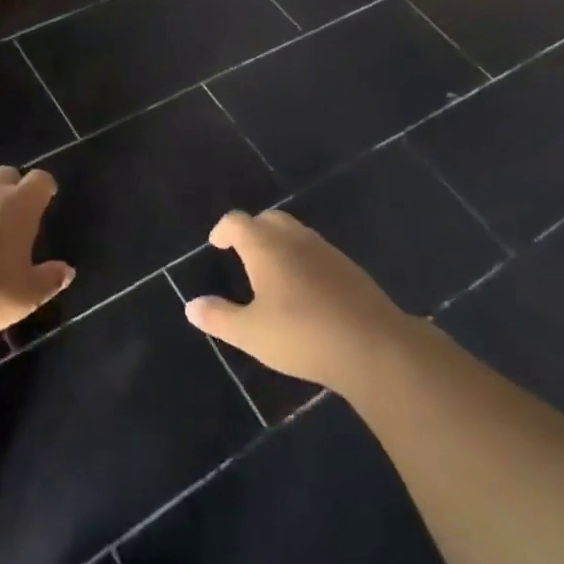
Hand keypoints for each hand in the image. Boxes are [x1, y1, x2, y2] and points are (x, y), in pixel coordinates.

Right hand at [183, 210, 403, 388]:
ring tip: (271, 270)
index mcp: (265, 246)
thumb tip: (191, 306)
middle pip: (268, 219)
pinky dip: (302, 258)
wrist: (372, 345)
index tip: (217, 244)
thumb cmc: (302, 335)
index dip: (224, 230)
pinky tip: (303, 288)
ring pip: (295, 232)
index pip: (237, 222)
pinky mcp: (348, 267)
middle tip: (242, 251)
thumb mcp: (251, 333)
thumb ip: (219, 317)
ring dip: (278, 242)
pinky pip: (316, 250)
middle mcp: (294, 238)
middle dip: (252, 229)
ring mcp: (325, 250)